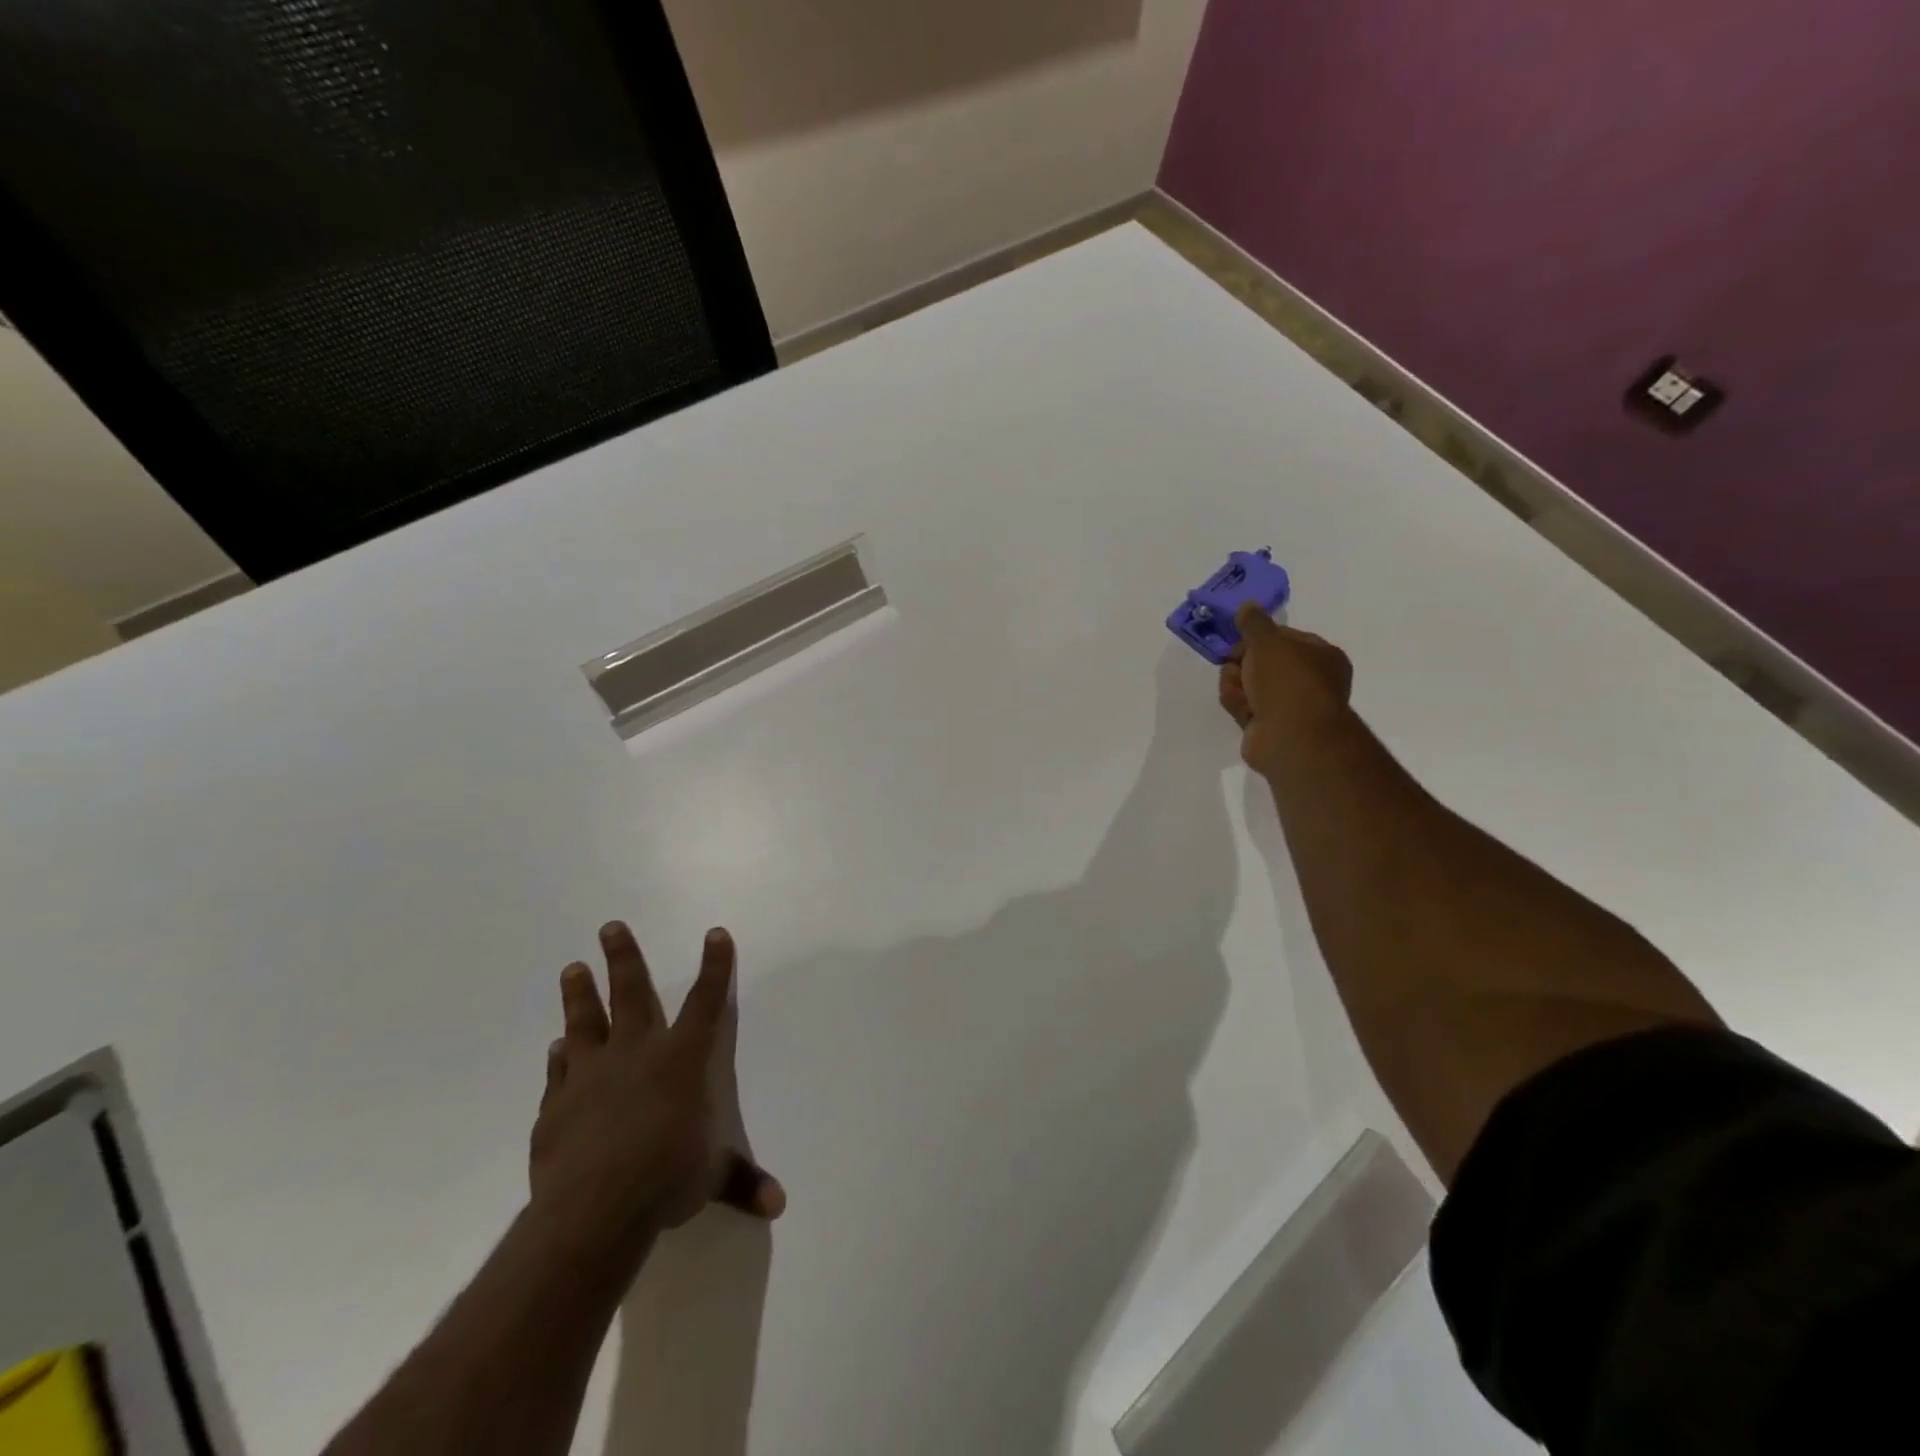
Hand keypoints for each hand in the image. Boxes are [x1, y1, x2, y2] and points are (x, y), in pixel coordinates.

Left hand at [530, 922, 784, 1256]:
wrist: (593, 1207)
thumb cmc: (666, 1178)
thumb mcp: (712, 1178)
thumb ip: (742, 1181)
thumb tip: (779, 1204)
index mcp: (682, 1059)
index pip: (706, 1002)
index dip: (715, 967)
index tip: (715, 934)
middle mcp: (636, 1054)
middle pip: (631, 993)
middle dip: (623, 958)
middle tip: (609, 927)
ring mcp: (591, 1075)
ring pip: (585, 1022)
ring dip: (580, 995)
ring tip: (573, 968)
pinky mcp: (556, 1106)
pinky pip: (559, 1072)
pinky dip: (559, 1058)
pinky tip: (556, 1048)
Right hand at [1218, 602, 1352, 771]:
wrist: (1291, 736)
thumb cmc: (1288, 681)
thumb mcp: (1268, 641)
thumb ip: (1254, 622)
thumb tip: (1247, 606)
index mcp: (1320, 655)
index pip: (1281, 637)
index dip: (1256, 638)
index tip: (1239, 641)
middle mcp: (1307, 679)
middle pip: (1259, 661)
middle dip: (1241, 664)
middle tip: (1237, 667)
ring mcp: (1288, 705)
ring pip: (1247, 684)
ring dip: (1236, 685)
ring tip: (1241, 694)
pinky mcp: (1268, 726)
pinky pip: (1244, 706)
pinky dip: (1239, 705)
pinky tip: (1242, 710)